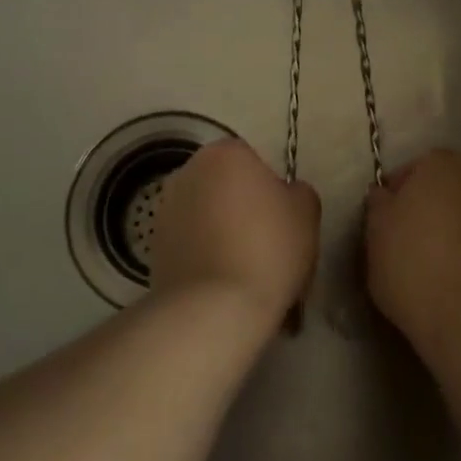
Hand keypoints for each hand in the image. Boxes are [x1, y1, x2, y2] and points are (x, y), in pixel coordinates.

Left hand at [151, 138, 319, 331]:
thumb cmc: (268, 248)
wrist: (215, 308)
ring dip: (221, 233)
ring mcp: (165, 209)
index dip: (270, 191)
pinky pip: (190, 244)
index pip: (253, 161)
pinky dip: (204, 258)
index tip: (282, 222)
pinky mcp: (153, 246)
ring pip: (205, 216)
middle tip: (265, 245)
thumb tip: (284, 195)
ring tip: (243, 272)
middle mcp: (188, 171)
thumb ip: (297, 191)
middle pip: (224, 186)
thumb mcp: (307, 211)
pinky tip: (222, 286)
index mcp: (225, 153)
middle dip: (241, 209)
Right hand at [365, 148, 460, 355]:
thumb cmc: (412, 261)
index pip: (413, 168)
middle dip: (426, 210)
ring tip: (429, 268)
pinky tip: (453, 283)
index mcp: (443, 164)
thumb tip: (385, 195)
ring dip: (450, 233)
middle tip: (403, 243)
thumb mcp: (376, 229)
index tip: (382, 223)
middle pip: (444, 190)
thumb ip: (379, 203)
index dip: (395, 195)